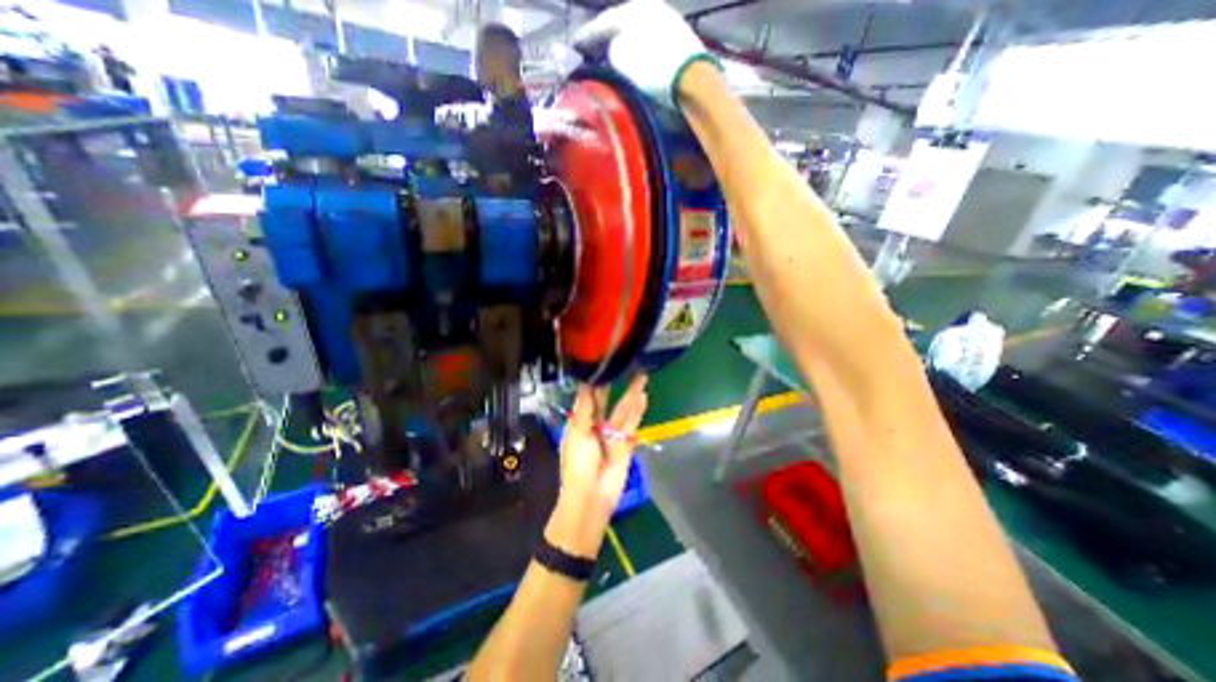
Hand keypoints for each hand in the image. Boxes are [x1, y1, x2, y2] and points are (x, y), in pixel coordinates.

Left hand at [549, 374, 648, 558]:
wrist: (591, 498)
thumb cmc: (577, 465)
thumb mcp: (577, 434)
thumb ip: (585, 409)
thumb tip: (585, 384)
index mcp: (580, 422)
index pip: (587, 397)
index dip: (593, 381)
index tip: (601, 362)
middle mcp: (596, 424)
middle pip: (606, 400)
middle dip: (614, 384)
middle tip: (623, 364)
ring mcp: (612, 433)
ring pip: (622, 409)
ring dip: (631, 394)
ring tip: (641, 375)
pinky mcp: (626, 443)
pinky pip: (632, 423)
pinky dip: (638, 411)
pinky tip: (643, 396)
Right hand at [576, 0, 713, 106]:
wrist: (694, 80)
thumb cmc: (654, 68)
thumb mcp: (622, 58)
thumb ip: (612, 49)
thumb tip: (615, 49)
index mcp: (633, 8)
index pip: (604, 21)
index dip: (588, 35)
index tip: (575, 45)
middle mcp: (652, 8)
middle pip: (623, 24)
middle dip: (608, 38)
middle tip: (594, 50)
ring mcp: (668, 22)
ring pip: (638, 33)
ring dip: (625, 45)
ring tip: (614, 58)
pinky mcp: (680, 40)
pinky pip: (651, 43)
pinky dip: (641, 51)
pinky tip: (637, 62)